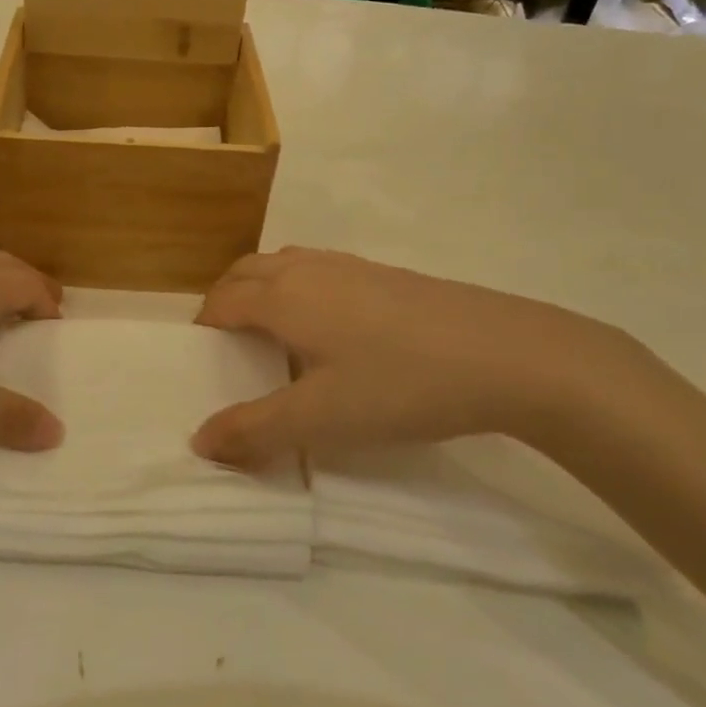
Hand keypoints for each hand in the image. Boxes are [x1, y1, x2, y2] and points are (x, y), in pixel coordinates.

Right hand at [191, 248, 641, 467]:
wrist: (505, 354)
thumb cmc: (399, 384)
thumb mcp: (319, 420)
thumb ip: (253, 431)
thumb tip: (199, 442)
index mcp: (283, 297)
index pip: (222, 301)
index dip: (203, 327)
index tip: (201, 360)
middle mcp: (308, 269)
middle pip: (246, 271)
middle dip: (225, 300)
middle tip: (227, 345)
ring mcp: (350, 266)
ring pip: (285, 264)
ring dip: (263, 289)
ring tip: (273, 334)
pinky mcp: (386, 274)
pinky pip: (320, 270)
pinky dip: (301, 288)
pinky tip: (332, 330)